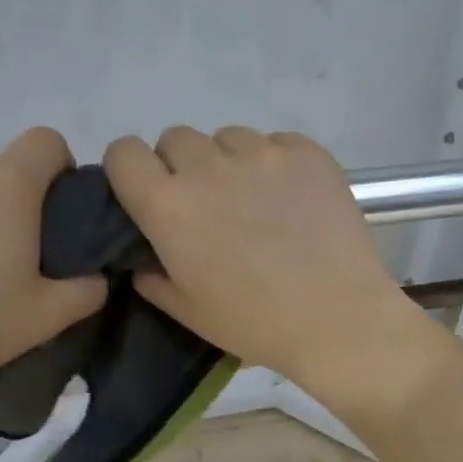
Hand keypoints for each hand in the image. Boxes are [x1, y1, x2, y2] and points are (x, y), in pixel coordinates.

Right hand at [103, 126, 419, 395]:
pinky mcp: (307, 152)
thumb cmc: (257, 323)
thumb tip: (147, 259)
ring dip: (231, 163)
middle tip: (209, 205)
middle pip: (177, 139)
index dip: (132, 171)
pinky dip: (276, 164)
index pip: (124, 152)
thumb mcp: (189, 311)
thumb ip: (154, 278)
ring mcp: (262, 154)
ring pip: (228, 138)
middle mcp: (209, 167)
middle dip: (183, 167)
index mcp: (169, 205)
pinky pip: (276, 143)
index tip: (149, 192)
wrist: (339, 318)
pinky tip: (294, 199)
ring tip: (257, 201)